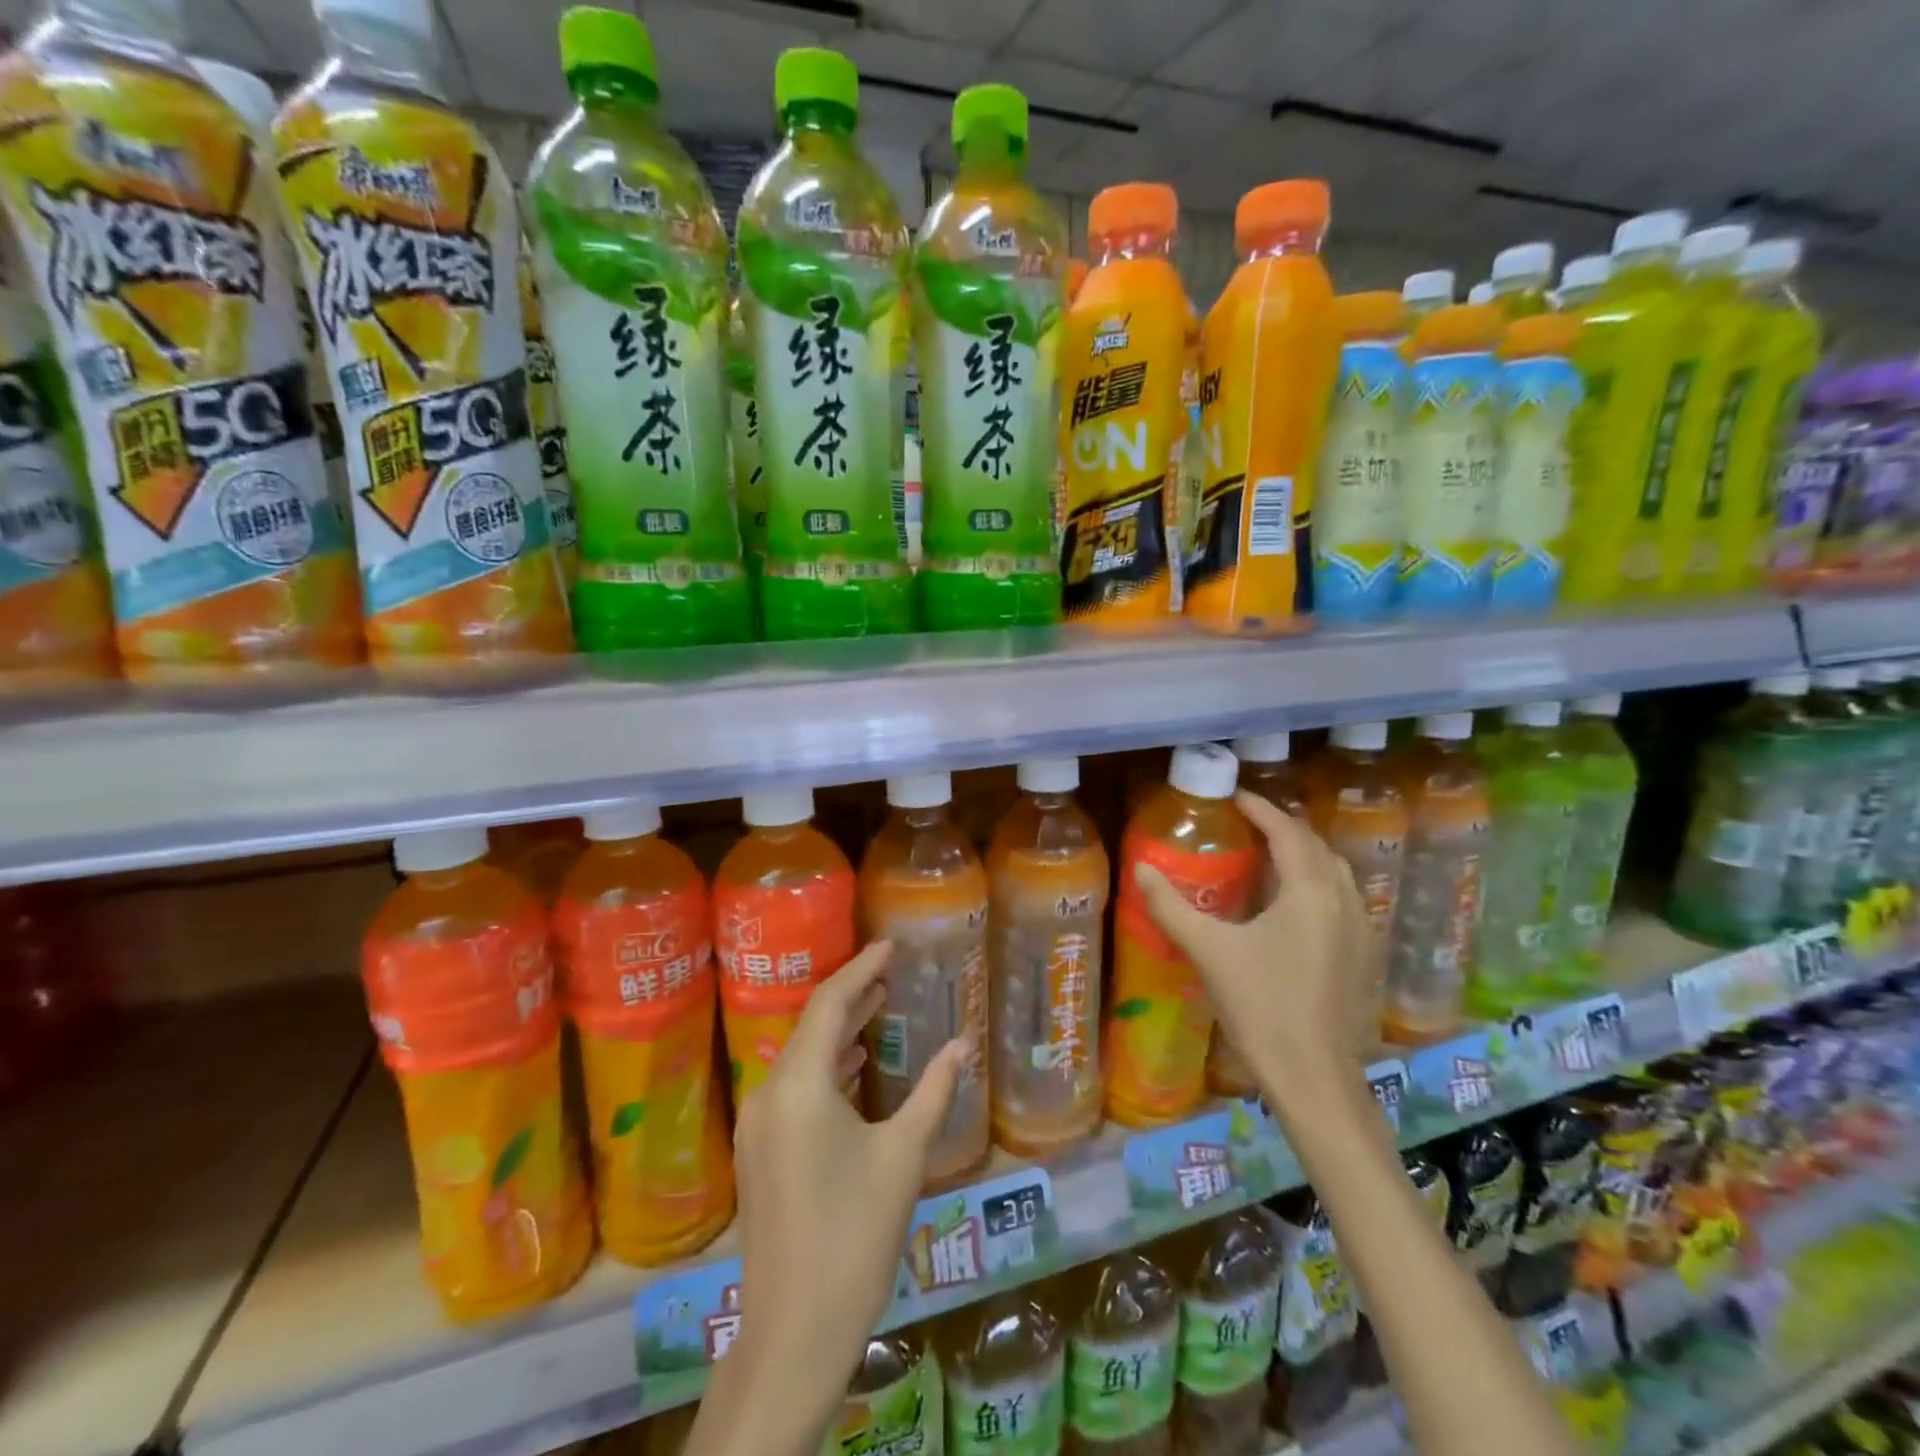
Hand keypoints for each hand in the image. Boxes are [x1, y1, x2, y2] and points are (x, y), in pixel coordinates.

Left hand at [730, 940, 969, 1391]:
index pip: (829, 1003)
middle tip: (890, 970)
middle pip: (811, 1025)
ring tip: (878, 1007)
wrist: (795, 1330)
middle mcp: (769, 1093)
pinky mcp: (758, 1150)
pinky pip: (793, 1086)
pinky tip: (854, 1066)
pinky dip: (825, 1066)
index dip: (861, 968)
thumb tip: (964, 1044)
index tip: (890, 944)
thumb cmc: (855, 1234)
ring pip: (801, 1056)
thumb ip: (935, 1091)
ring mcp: (758, 1124)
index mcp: (800, 1086)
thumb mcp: (904, 1156)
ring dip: (838, 1030)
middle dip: (851, 995)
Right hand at [1135, 790, 1374, 1110]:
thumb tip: (1140, 869)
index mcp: (1310, 891)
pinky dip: (1314, 881)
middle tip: (1244, 823)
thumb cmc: (1261, 1007)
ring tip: (1265, 854)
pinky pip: (1340, 897)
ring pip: (1333, 871)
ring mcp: (1359, 928)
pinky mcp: (1361, 954)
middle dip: (1281, 827)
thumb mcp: (1209, 951)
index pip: (1286, 831)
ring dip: (1301, 853)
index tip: (1232, 795)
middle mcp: (1343, 899)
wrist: (1313, 1077)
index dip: (1260, 808)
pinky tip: (1289, 903)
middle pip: (1314, 845)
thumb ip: (1171, 906)